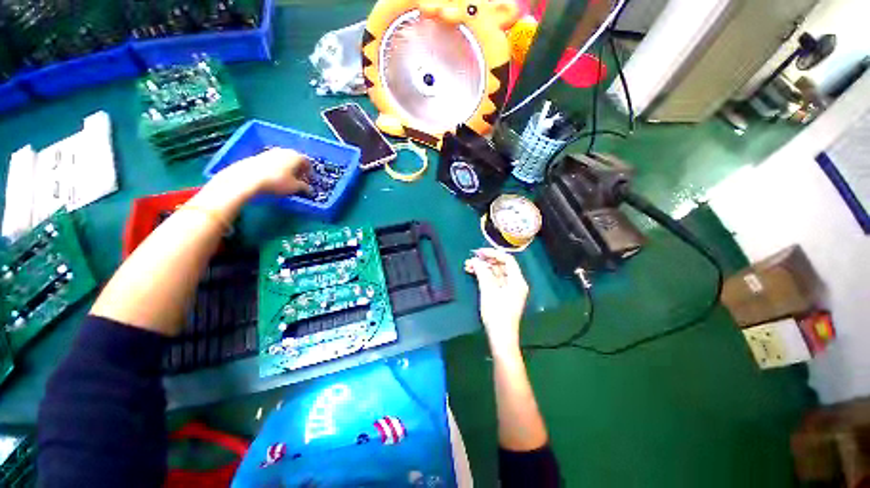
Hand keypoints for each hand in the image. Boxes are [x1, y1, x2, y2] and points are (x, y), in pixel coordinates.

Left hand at [222, 148, 312, 196]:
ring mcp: (271, 152)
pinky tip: (274, 177)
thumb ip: (304, 187)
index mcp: (296, 156)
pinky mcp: (259, 155)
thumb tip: (308, 189)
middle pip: (295, 159)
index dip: (309, 172)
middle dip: (298, 169)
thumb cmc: (277, 181)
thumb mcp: (295, 187)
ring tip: (286, 180)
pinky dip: (277, 168)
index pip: (307, 162)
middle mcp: (285, 151)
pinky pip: (273, 162)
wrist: (248, 178)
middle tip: (298, 180)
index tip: (308, 181)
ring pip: (284, 160)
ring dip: (287, 169)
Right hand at [465, 248, 528, 352]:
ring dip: (483, 268)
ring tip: (468, 266)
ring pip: (496, 273)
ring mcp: (509, 290)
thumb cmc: (497, 313)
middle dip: (485, 261)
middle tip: (471, 259)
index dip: (493, 253)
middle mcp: (515, 283)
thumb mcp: (488, 291)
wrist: (501, 337)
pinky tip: (473, 274)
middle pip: (501, 266)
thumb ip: (483, 273)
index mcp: (517, 281)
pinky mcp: (502, 295)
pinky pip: (494, 281)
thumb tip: (475, 260)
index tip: (479, 252)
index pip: (507, 260)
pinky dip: (484, 277)